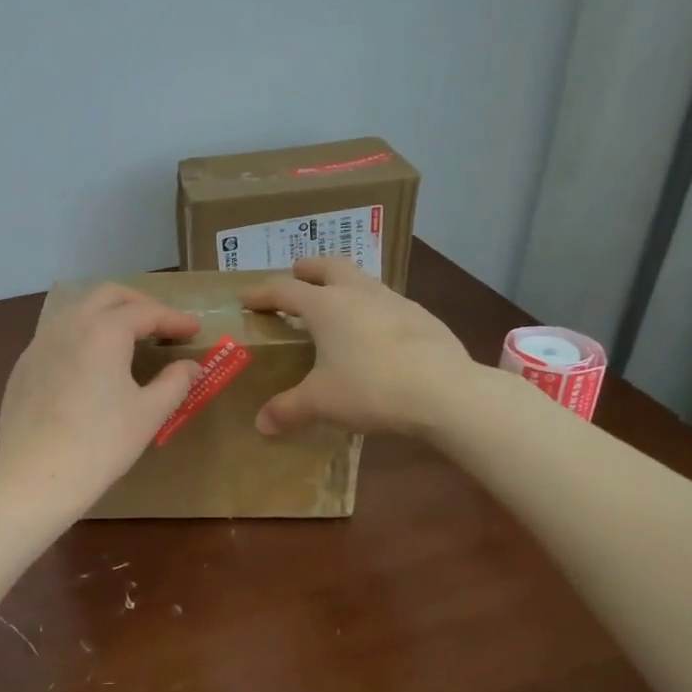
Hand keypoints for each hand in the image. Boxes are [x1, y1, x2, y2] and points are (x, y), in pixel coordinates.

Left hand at [0, 284, 201, 514]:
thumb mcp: (148, 413)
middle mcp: (69, 324)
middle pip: (108, 296)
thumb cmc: (100, 444)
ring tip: (129, 339)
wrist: (34, 477)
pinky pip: (58, 335)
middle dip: (140, 304)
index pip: (147, 312)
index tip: (195, 331)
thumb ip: (175, 382)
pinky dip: (83, 336)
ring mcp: (40, 343)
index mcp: (103, 330)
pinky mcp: (24, 366)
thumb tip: (190, 366)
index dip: (174, 320)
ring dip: (108, 316)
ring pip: (78, 311)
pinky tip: (91, 364)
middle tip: (162, 326)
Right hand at [241, 257, 471, 435]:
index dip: (262, 293)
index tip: (246, 297)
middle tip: (297, 275)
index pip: (285, 290)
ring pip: (363, 280)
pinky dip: (372, 310)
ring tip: (337, 306)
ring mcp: (395, 301)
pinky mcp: (423, 318)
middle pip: (330, 266)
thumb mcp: (321, 402)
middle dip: (309, 268)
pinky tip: (375, 335)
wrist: (445, 392)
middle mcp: (359, 293)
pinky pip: (388, 304)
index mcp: (327, 306)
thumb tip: (262, 425)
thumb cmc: (370, 388)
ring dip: (344, 285)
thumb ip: (288, 409)